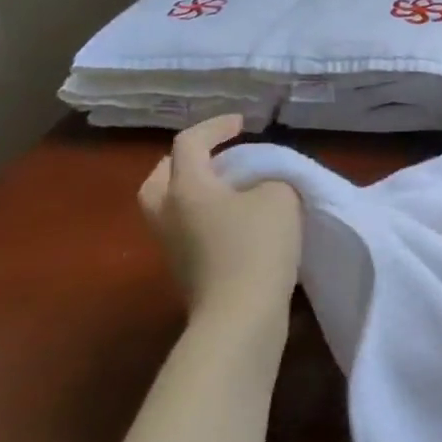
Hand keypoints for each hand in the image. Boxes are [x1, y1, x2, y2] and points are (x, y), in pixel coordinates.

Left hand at [139, 116, 302, 324]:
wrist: (240, 318)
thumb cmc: (257, 247)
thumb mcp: (280, 198)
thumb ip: (271, 179)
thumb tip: (262, 187)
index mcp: (186, 188)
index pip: (190, 143)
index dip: (216, 126)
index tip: (242, 123)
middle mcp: (168, 213)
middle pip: (162, 176)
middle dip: (187, 161)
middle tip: (217, 157)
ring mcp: (171, 247)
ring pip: (170, 206)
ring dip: (193, 191)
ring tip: (228, 189)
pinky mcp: (185, 272)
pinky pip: (186, 230)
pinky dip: (204, 217)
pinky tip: (235, 222)